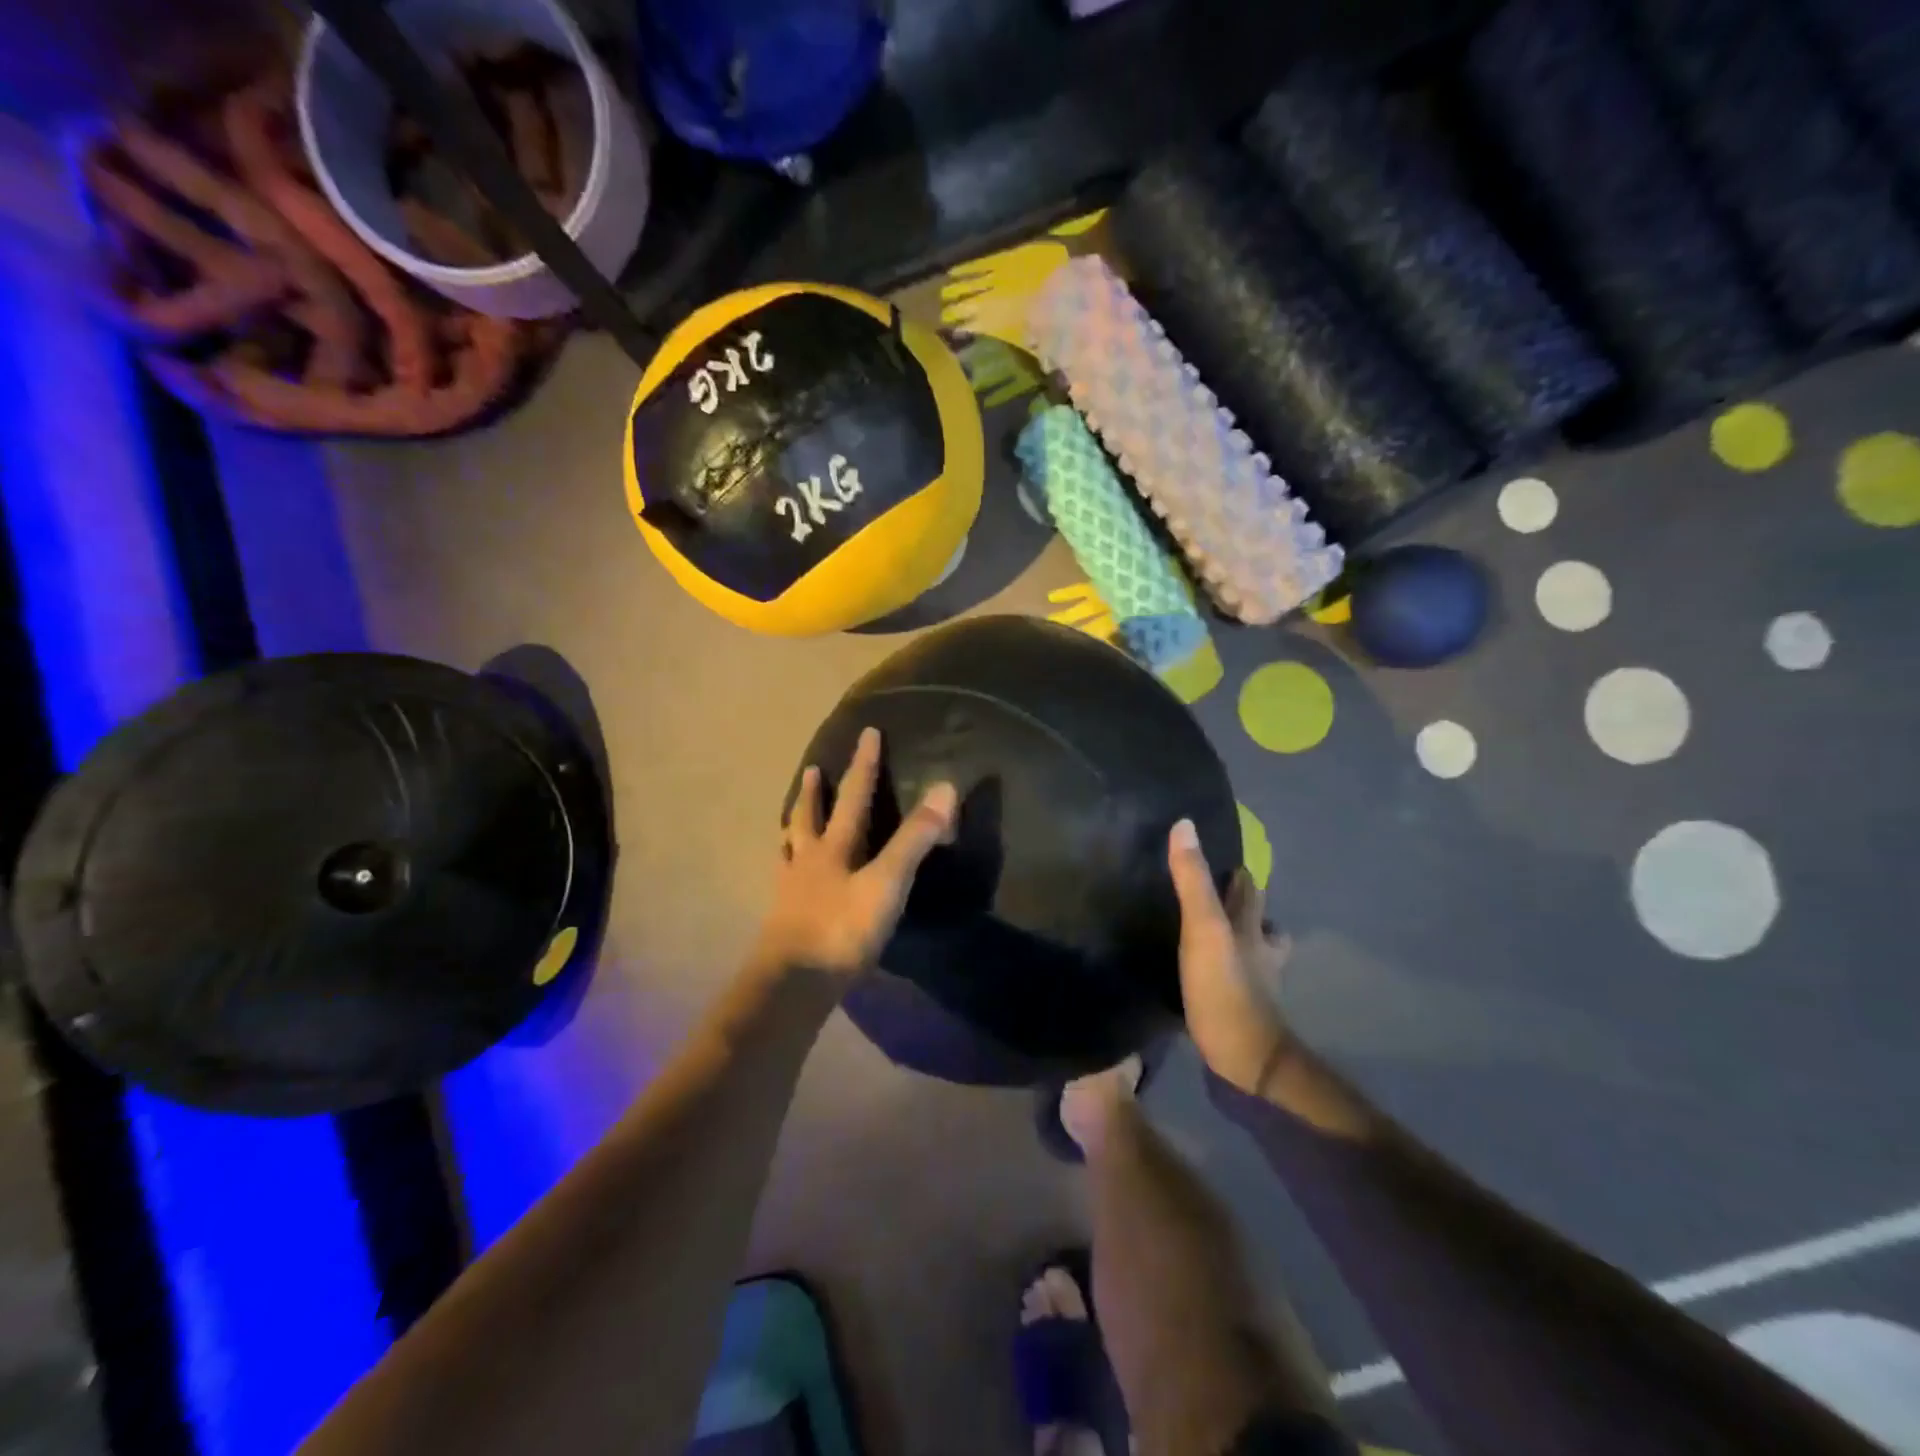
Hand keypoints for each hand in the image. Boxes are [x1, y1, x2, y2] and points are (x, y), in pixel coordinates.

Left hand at [756, 727, 957, 987]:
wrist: (793, 983)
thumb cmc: (844, 929)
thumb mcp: (888, 882)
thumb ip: (916, 838)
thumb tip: (945, 787)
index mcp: (835, 847)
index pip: (854, 796)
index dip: (864, 764)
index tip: (867, 733)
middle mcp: (808, 861)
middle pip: (808, 818)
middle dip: (814, 792)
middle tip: (811, 770)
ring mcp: (790, 891)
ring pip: (789, 849)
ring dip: (793, 828)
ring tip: (788, 821)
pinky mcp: (782, 921)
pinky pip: (783, 884)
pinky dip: (785, 870)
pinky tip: (785, 879)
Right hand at [1167, 819, 1293, 1094]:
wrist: (1248, 1061)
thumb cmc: (1226, 989)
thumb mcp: (1204, 929)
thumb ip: (1192, 881)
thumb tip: (1184, 824)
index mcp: (1250, 927)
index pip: (1249, 889)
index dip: (1239, 872)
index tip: (1224, 858)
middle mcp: (1258, 951)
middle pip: (1258, 919)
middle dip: (1244, 903)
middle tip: (1217, 890)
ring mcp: (1254, 984)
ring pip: (1253, 952)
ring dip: (1241, 939)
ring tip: (1214, 934)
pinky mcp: (1240, 1012)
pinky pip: (1235, 982)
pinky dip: (1227, 973)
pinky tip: (1205, 978)